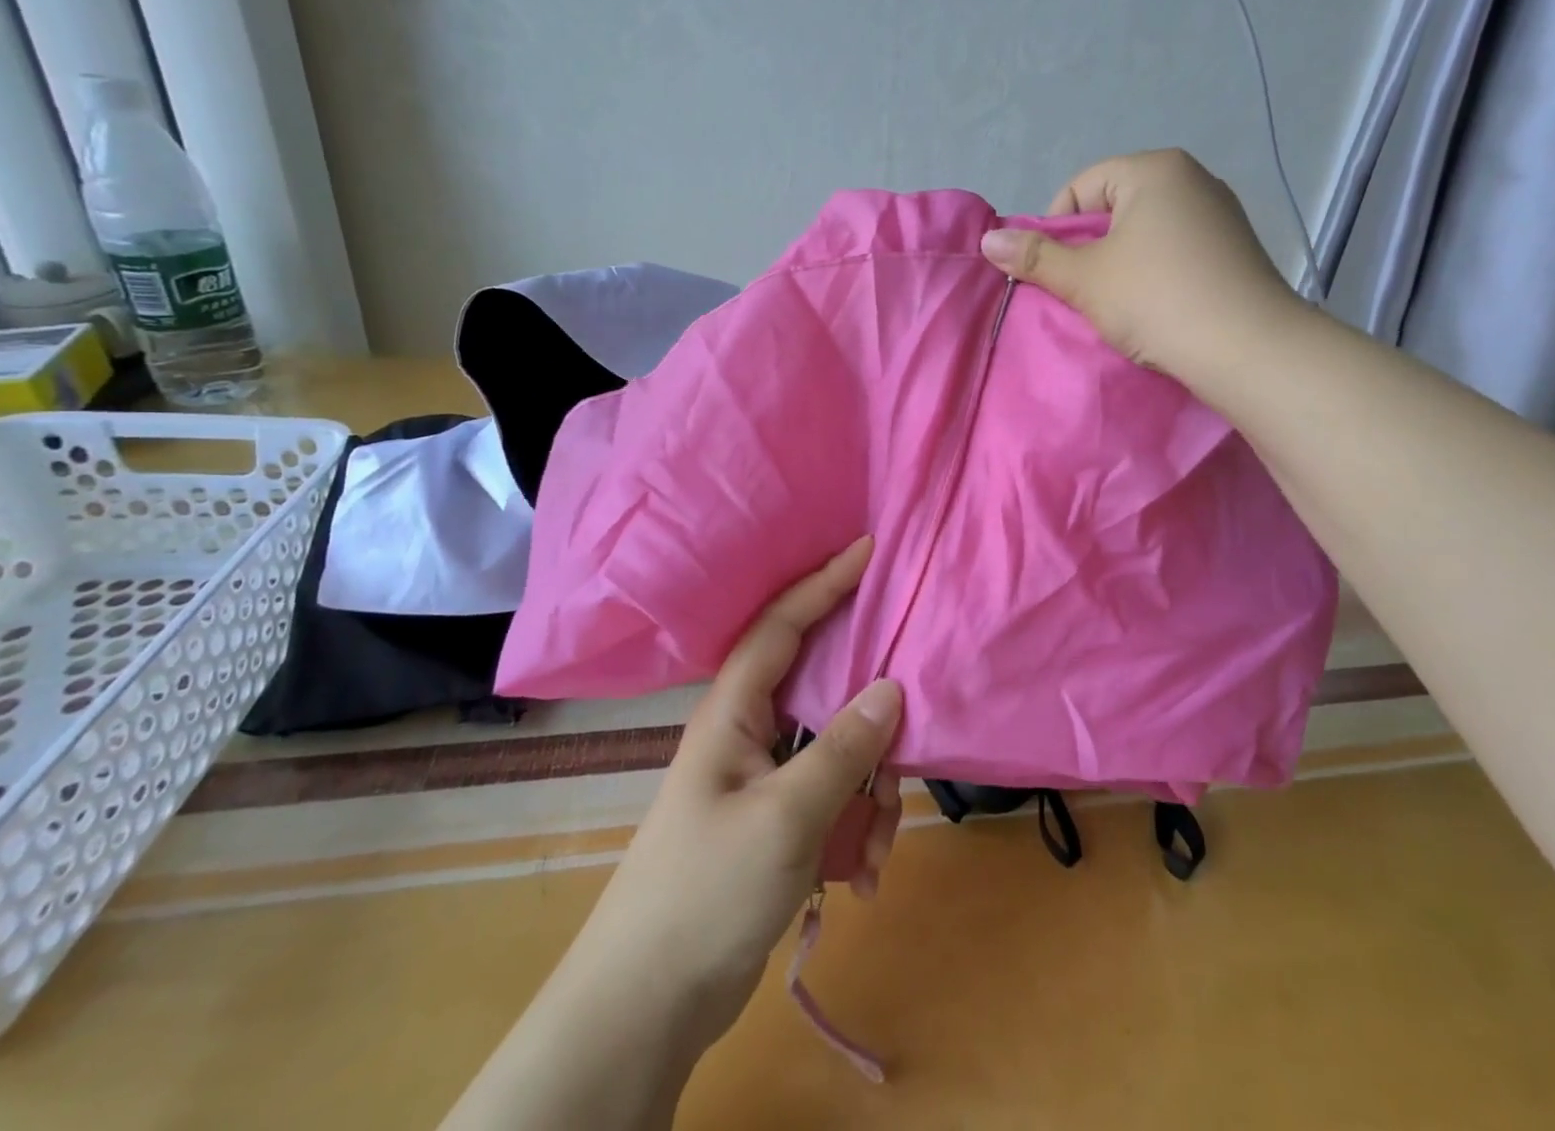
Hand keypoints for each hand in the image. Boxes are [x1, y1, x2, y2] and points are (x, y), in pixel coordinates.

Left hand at [582, 536, 901, 1054]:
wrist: (647, 1007)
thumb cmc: (706, 892)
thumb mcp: (786, 817)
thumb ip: (842, 749)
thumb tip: (891, 688)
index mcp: (735, 710)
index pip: (783, 623)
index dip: (825, 581)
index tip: (868, 547)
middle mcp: (750, 732)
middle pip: (826, 689)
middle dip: (871, 718)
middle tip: (908, 732)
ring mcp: (765, 778)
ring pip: (840, 752)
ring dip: (870, 794)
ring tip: (876, 850)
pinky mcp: (779, 820)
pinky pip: (836, 799)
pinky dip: (858, 830)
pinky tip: (864, 876)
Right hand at [980, 148, 1299, 392]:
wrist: (1248, 350)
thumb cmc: (1157, 301)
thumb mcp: (1085, 279)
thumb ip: (1035, 257)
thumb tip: (987, 240)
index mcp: (1154, 169)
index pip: (1080, 188)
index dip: (1055, 230)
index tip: (1056, 273)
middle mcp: (1192, 178)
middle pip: (1113, 208)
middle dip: (1088, 249)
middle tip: (1082, 292)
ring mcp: (1220, 214)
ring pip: (1144, 232)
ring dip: (1120, 265)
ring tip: (1117, 305)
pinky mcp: (1235, 249)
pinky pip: (1175, 251)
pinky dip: (1154, 274)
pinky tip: (1154, 307)